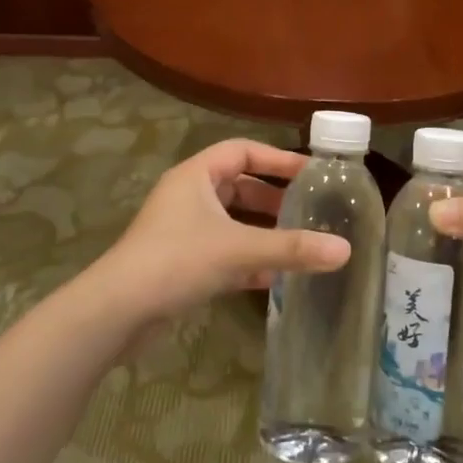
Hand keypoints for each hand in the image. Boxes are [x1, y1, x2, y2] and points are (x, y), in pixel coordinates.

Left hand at [94, 140, 350, 325]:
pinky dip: (248, 260)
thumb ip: (292, 248)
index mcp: (196, 175)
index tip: (312, 173)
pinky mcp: (181, 263)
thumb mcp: (239, 250)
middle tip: (310, 211)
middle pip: (239, 186)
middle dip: (274, 198)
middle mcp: (188, 196)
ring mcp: (183, 231)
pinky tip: (276, 278)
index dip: (278, 159)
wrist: (117, 312)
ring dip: (263, 232)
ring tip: (301, 243)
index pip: (243, 151)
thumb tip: (345, 250)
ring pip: (232, 222)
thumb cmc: (176, 261)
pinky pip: (224, 252)